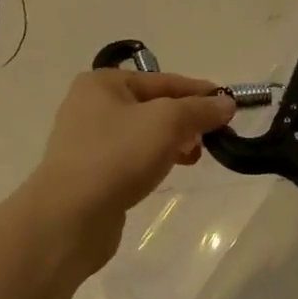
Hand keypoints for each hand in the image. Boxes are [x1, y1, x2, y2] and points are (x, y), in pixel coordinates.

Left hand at [21, 69, 236, 272]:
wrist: (69, 218)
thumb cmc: (118, 155)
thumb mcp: (169, 122)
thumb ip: (201, 109)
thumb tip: (226, 103)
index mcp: (104, 83)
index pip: (165, 80)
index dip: (199, 92)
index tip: (229, 105)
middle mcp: (91, 106)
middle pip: (155, 106)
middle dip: (187, 119)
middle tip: (213, 136)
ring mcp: (88, 141)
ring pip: (145, 133)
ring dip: (173, 141)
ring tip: (195, 156)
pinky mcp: (91, 173)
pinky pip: (132, 157)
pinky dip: (155, 160)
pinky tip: (170, 171)